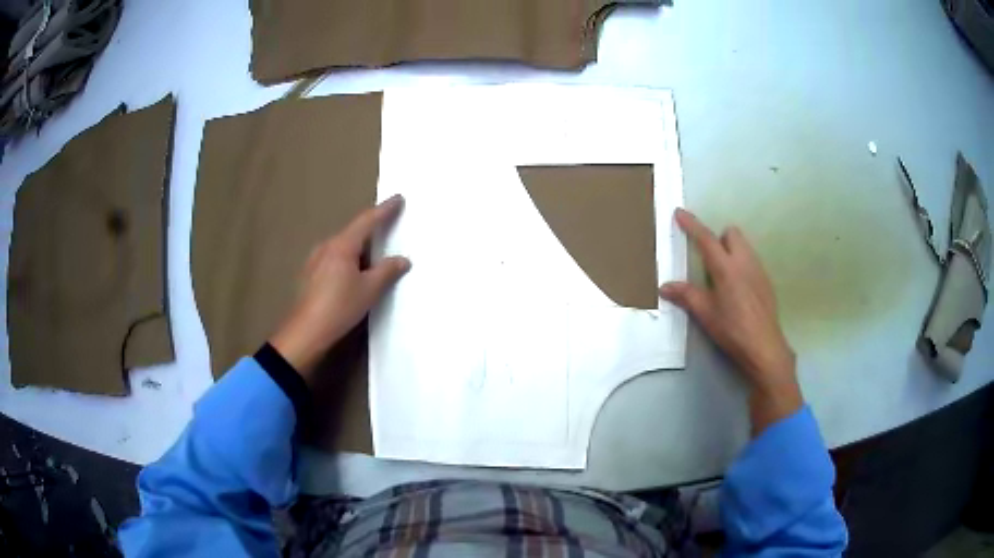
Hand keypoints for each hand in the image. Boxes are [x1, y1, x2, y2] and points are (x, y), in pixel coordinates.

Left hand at [270, 195, 409, 380]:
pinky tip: (353, 274)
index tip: (398, 198)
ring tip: (373, 258)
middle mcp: (326, 246)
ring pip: (343, 247)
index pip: (367, 220)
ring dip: (359, 249)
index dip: (385, 210)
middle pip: (353, 232)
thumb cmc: (339, 307)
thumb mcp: (369, 290)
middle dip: (371, 230)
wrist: (306, 331)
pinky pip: (334, 258)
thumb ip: (387, 271)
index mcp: (342, 245)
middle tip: (389, 229)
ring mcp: (315, 260)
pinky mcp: (310, 274)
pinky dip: (348, 260)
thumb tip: (402, 260)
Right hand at [660, 208, 800, 433]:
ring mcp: (758, 269)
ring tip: (722, 275)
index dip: (691, 224)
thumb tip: (664, 287)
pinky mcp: (766, 280)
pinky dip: (741, 263)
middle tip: (709, 259)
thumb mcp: (705, 314)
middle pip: (731, 233)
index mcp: (726, 268)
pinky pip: (752, 259)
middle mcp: (744, 261)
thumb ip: (686, 295)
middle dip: (718, 238)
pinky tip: (738, 288)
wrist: (764, 347)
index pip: (705, 239)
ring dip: (731, 249)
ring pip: (744, 245)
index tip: (680, 213)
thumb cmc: (732, 330)